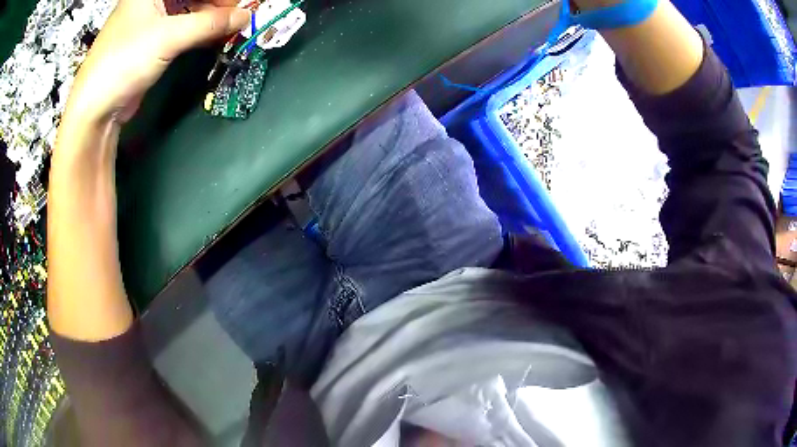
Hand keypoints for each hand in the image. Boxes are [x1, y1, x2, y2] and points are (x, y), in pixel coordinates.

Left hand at [64, 0, 249, 125]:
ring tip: (235, 26)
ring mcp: (151, 22)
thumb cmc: (124, 62)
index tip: (243, 3)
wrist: (95, 109)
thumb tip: (245, 17)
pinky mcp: (153, 44)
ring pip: (190, 11)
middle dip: (219, 4)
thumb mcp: (168, 37)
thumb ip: (209, 24)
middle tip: (241, 15)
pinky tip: (219, 36)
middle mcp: (152, 2)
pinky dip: (202, 32)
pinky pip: (184, 29)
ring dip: (213, 19)